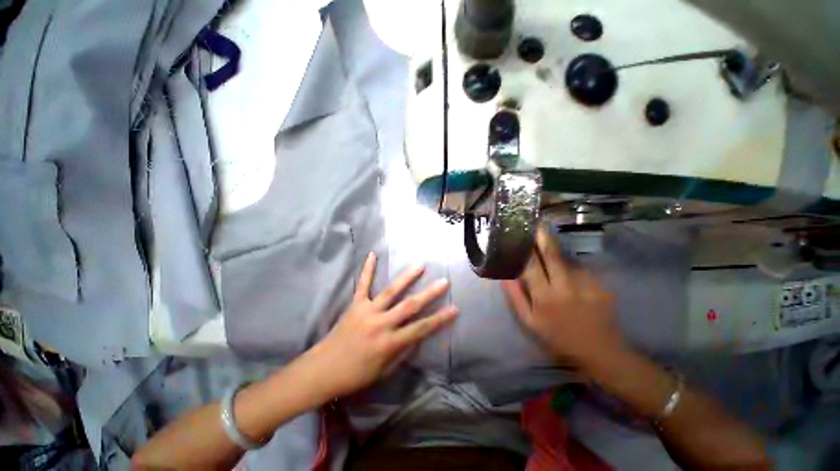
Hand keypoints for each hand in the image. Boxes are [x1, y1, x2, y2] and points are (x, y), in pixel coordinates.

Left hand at [309, 253, 457, 396]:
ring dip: (406, 277)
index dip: (439, 319)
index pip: (420, 329)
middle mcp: (381, 324)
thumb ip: (403, 352)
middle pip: (409, 306)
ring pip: (390, 291)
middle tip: (443, 281)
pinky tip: (372, 254)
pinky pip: (362, 285)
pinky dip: (367, 269)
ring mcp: (367, 311)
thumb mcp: (384, 371)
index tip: (454, 308)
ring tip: (420, 265)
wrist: (323, 370)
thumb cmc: (356, 375)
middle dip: (428, 294)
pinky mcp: (355, 305)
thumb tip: (418, 336)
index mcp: (389, 343)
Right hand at [502, 227, 625, 368]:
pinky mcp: (600, 285)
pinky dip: (571, 266)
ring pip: (567, 260)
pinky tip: (568, 272)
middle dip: (543, 237)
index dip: (524, 248)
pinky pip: (580, 269)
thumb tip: (504, 275)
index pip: (531, 265)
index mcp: (544, 296)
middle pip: (552, 254)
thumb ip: (516, 297)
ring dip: (557, 253)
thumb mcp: (529, 322)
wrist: (600, 352)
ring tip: (549, 250)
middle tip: (536, 224)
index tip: (518, 234)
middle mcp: (565, 286)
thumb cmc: (558, 338)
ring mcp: (585, 284)